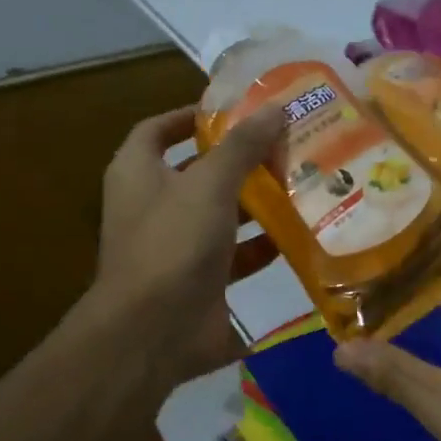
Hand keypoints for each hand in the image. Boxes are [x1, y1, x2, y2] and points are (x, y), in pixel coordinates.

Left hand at [91, 102, 283, 389]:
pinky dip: (263, 246)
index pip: (158, 130)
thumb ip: (242, 146)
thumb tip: (275, 108)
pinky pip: (236, 256)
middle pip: (198, 172)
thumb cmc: (173, 243)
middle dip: (240, 160)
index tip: (233, 108)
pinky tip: (299, 233)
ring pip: (221, 214)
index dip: (191, 115)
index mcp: (138, 174)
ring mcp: (177, 247)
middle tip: (286, 144)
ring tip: (302, 183)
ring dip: (257, 203)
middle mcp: (154, 206)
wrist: (154, 332)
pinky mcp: (202, 281)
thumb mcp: (209, 184)